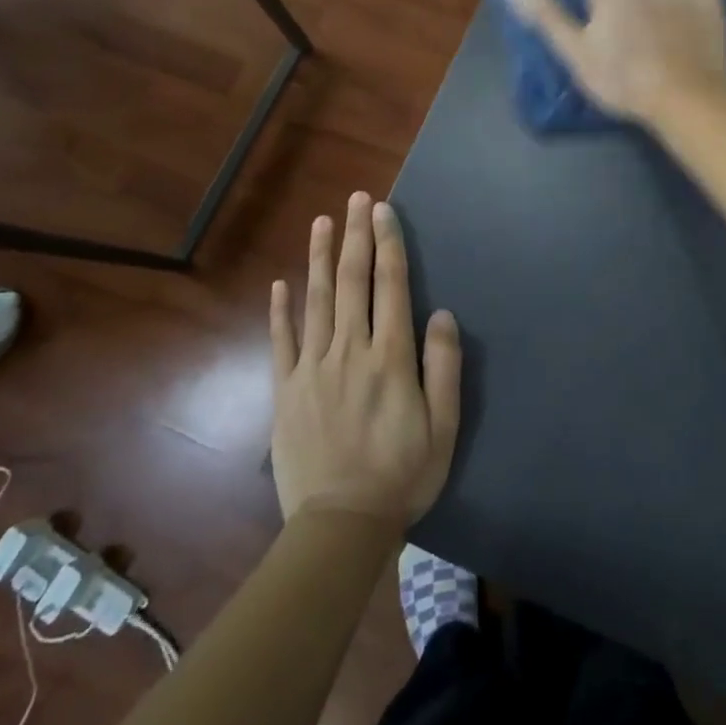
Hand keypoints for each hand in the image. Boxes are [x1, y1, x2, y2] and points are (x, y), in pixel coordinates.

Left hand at [270, 193, 461, 525]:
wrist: (341, 525)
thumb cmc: (403, 475)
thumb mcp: (444, 427)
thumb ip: (443, 367)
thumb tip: (441, 313)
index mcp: (390, 357)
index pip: (390, 286)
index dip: (388, 244)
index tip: (384, 210)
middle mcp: (350, 350)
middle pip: (352, 281)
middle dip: (356, 235)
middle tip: (357, 198)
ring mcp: (312, 368)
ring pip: (316, 300)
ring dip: (320, 257)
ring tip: (322, 221)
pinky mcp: (285, 390)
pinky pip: (281, 341)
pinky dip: (281, 309)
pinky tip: (281, 282)